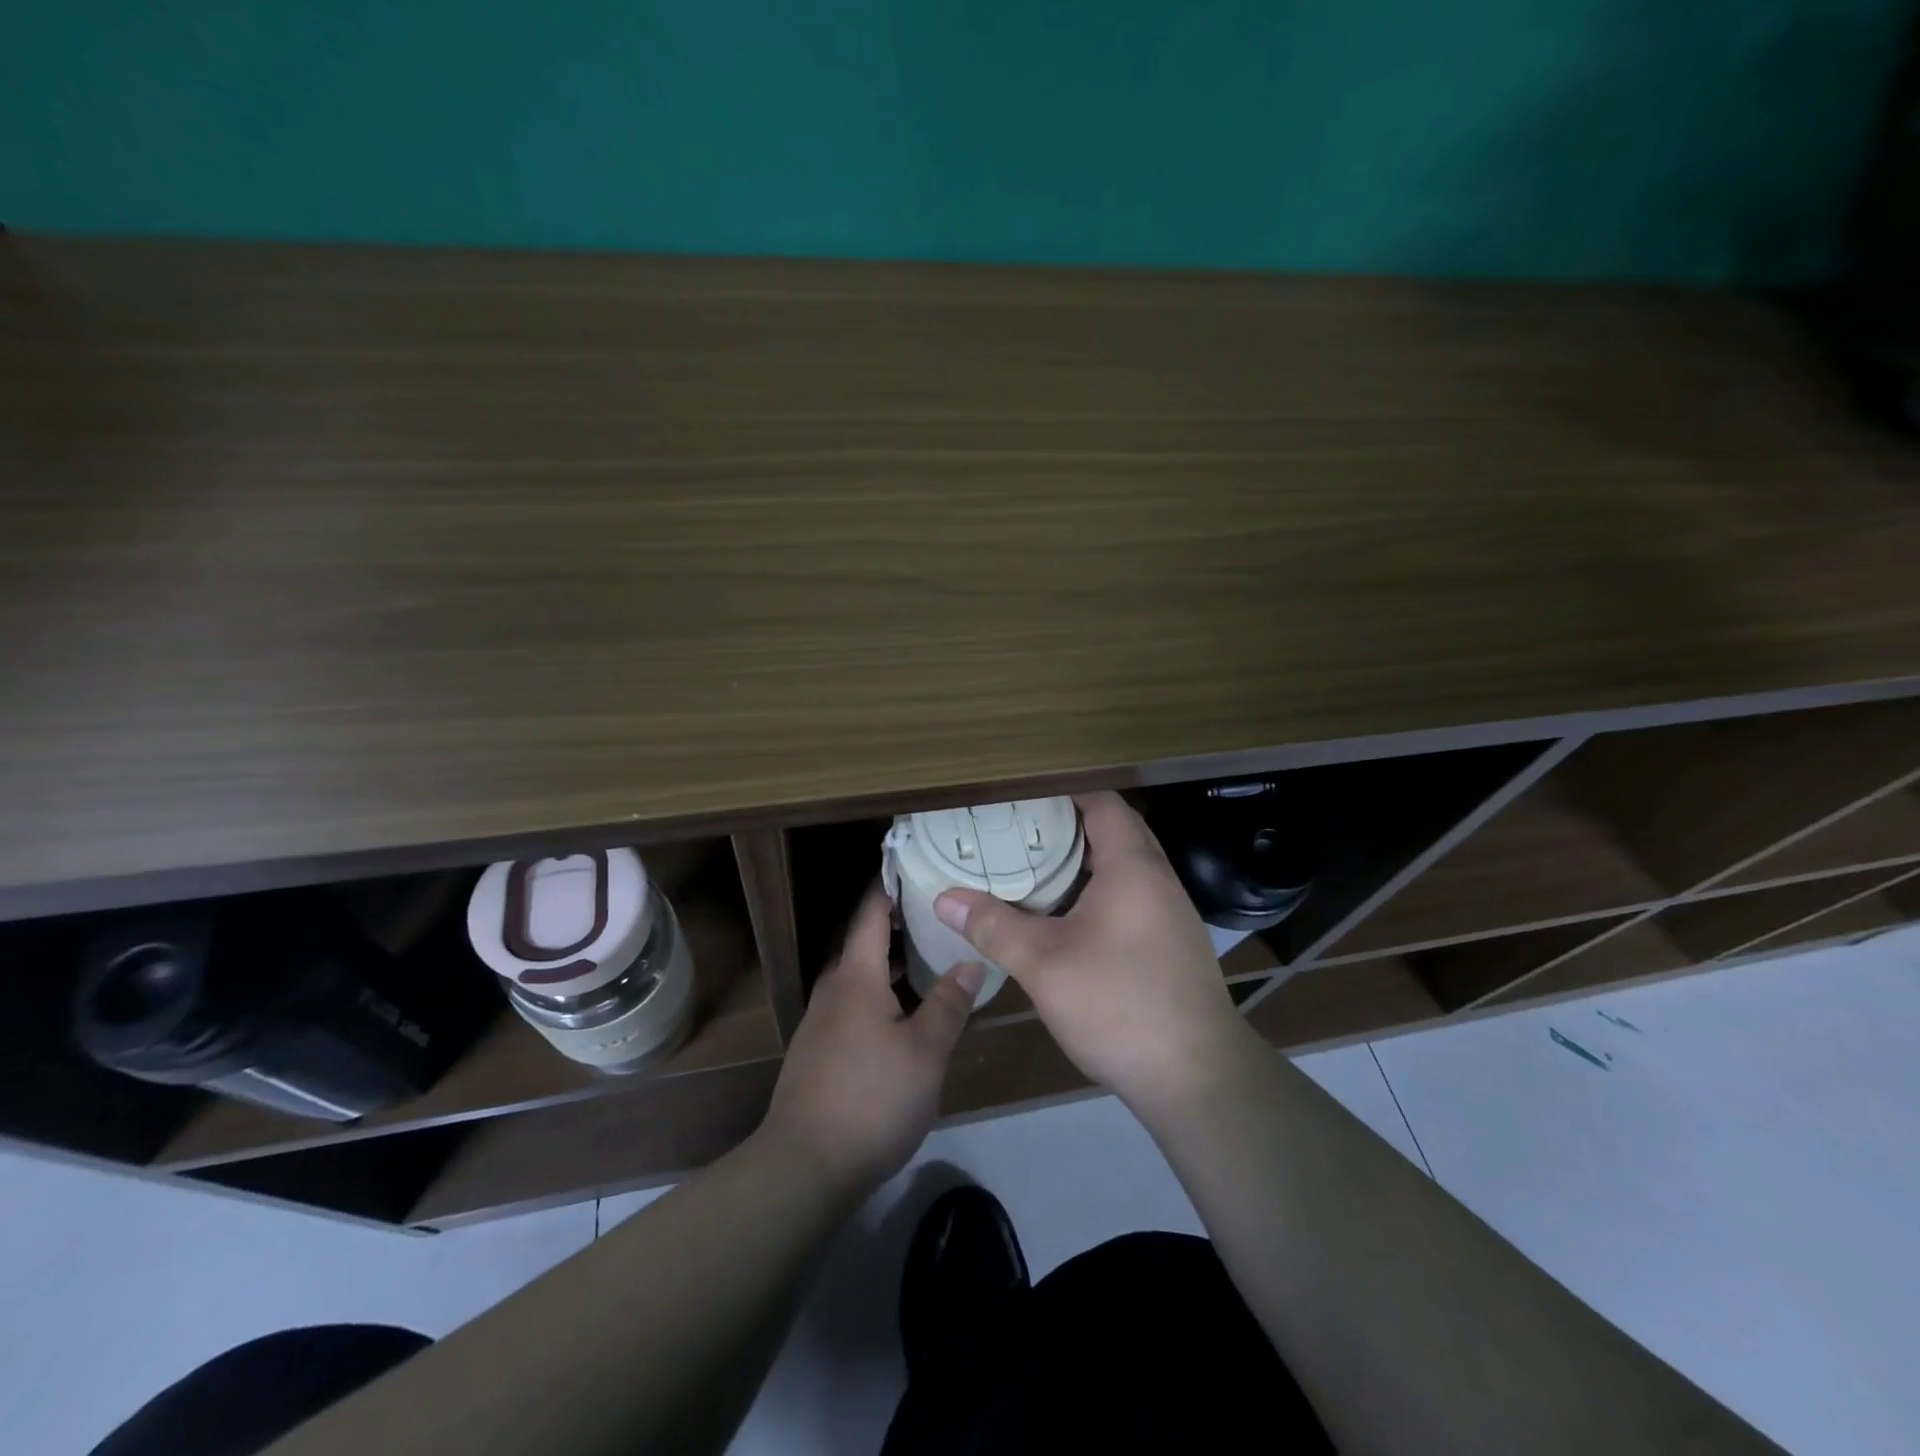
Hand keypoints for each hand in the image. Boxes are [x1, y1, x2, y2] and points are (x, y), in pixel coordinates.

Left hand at [761, 888, 980, 1199]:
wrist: (805, 1166)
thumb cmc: (872, 1097)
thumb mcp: (925, 1051)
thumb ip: (949, 1002)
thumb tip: (971, 960)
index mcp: (856, 977)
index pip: (870, 914)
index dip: (888, 886)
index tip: (912, 865)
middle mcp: (833, 990)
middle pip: (865, 945)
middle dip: (898, 927)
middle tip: (939, 916)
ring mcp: (821, 1022)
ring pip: (860, 978)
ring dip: (891, 965)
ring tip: (930, 961)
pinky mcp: (818, 1052)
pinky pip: (853, 1005)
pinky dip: (880, 995)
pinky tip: (905, 1015)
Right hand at [933, 791, 1258, 1116]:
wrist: (1198, 1078)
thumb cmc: (1120, 1005)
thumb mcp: (1045, 965)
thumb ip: (994, 926)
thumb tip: (944, 899)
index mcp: (1132, 866)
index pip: (1103, 802)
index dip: (1064, 791)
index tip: (1021, 793)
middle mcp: (1158, 879)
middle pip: (1114, 830)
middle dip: (1068, 824)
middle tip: (1018, 827)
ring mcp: (1171, 912)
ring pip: (1125, 866)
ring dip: (1084, 859)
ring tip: (1034, 864)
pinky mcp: (1172, 943)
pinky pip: (1132, 894)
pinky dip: (1099, 889)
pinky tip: (1067, 915)